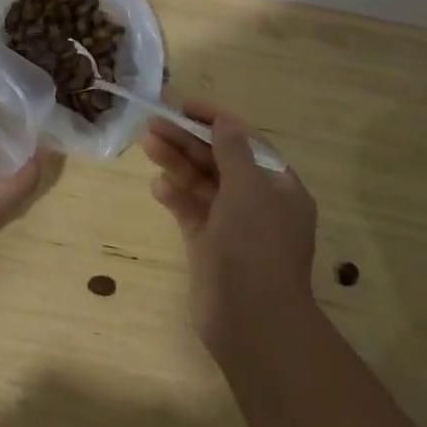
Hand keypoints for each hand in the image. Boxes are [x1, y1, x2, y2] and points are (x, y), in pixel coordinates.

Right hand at [140, 99, 318, 355]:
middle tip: (153, 123)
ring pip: (202, 184)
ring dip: (177, 163)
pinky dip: (175, 197)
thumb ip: (232, 150)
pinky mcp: (210, 246)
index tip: (184, 105)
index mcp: (278, 187)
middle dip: (188, 140)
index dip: (215, 121)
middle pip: (219, 160)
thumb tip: (223, 121)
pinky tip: (157, 187)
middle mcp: (257, 203)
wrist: (252, 321)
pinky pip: (191, 211)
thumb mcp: (248, 188)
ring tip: (148, 144)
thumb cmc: (255, 246)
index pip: (244, 142)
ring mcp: (232, 226)